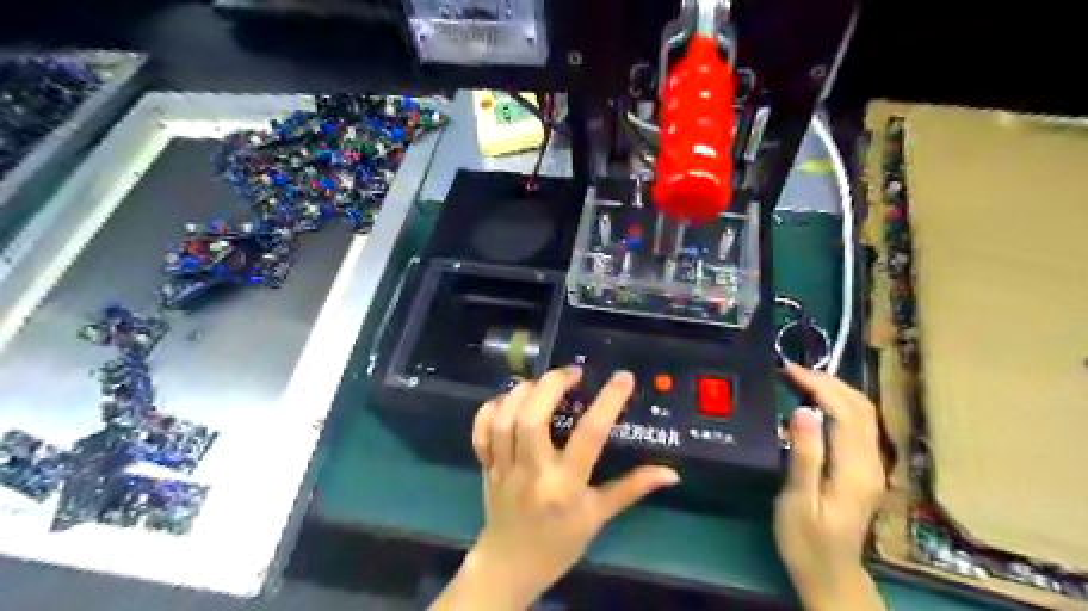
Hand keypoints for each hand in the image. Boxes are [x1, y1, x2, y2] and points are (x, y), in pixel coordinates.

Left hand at [435, 368, 677, 609]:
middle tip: (572, 373)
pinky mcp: (485, 466)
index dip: (608, 402)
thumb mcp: (598, 516)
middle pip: (532, 418)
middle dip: (551, 385)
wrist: (510, 566)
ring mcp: (503, 468)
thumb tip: (671, 473)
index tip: (623, 377)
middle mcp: (532, 472)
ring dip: (522, 392)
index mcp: (565, 486)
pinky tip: (509, 400)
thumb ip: (632, 489)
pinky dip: (491, 408)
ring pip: (504, 419)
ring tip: (543, 383)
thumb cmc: (560, 542)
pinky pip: (480, 430)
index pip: (589, 437)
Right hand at [774, 365, 881, 607]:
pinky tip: (817, 402)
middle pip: (860, 407)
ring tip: (801, 379)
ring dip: (835, 389)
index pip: (844, 411)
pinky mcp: (866, 469)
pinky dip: (839, 404)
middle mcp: (871, 462)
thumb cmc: (806, 540)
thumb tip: (802, 411)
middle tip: (791, 370)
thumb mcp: (798, 500)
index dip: (818, 385)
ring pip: (863, 413)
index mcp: (854, 469)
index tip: (787, 370)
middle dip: (828, 381)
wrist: (830, 574)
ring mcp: (873, 465)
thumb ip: (804, 455)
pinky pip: (858, 424)